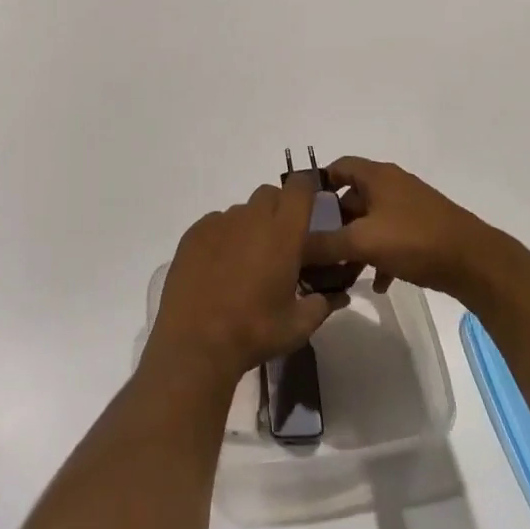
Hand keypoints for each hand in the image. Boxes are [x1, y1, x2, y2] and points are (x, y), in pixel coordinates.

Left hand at [147, 176, 342, 384]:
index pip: (299, 188)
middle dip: (279, 209)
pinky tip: (220, 266)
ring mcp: (218, 223)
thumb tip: (336, 297)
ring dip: (251, 225)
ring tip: (247, 261)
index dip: (306, 191)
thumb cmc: (254, 331)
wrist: (195, 341)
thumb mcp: (297, 326)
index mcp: (282, 233)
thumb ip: (322, 305)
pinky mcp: (193, 234)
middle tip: (280, 242)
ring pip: (242, 210)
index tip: (309, 208)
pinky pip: (216, 222)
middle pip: (269, 194)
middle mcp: (250, 218)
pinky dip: (224, 236)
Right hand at [303, 156, 511, 301]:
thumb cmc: (415, 240)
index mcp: (376, 176)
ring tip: (341, 272)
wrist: (477, 263)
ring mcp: (410, 207)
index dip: (316, 185)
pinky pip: (391, 238)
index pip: (336, 167)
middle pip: (351, 197)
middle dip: (333, 223)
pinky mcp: (424, 230)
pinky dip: (379, 255)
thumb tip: (292, 249)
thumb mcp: (363, 242)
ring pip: (370, 221)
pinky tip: (376, 283)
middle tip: (315, 247)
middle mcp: (392, 185)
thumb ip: (324, 244)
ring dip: (354, 243)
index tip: (299, 211)